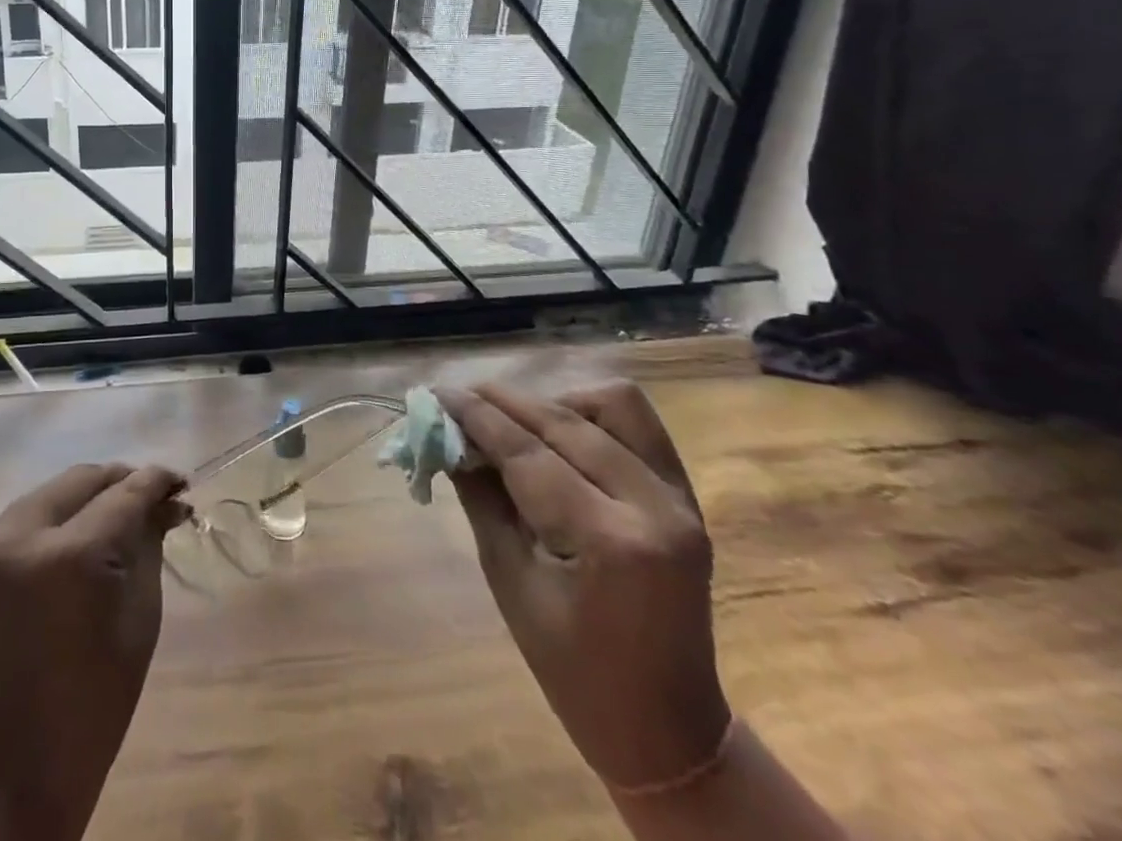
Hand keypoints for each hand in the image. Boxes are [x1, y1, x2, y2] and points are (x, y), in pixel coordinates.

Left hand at [0, 463, 185, 840]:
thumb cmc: (92, 708)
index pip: (124, 493)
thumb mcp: (139, 620)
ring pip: (53, 490)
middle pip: (84, 479)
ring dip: (90, 494)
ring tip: (121, 513)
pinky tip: (82, 531)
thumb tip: (167, 503)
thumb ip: (150, 546)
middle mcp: (22, 535)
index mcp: (69, 556)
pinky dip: (60, 513)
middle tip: (155, 500)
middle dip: (123, 482)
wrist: (10, 775)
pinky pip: (28, 513)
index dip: (157, 481)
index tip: (182, 484)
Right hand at [437, 381, 731, 792]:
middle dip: (503, 402)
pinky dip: (590, 414)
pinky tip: (557, 434)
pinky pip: (636, 425)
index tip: (436, 393)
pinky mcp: (686, 497)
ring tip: (515, 422)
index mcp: (610, 542)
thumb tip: (445, 435)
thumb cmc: (572, 669)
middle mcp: (654, 507)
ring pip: (612, 404)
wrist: (666, 728)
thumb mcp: (509, 581)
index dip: (476, 416)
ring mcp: (679, 499)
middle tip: (458, 399)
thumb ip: (480, 496)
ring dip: (554, 402)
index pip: (528, 453)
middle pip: (565, 421)